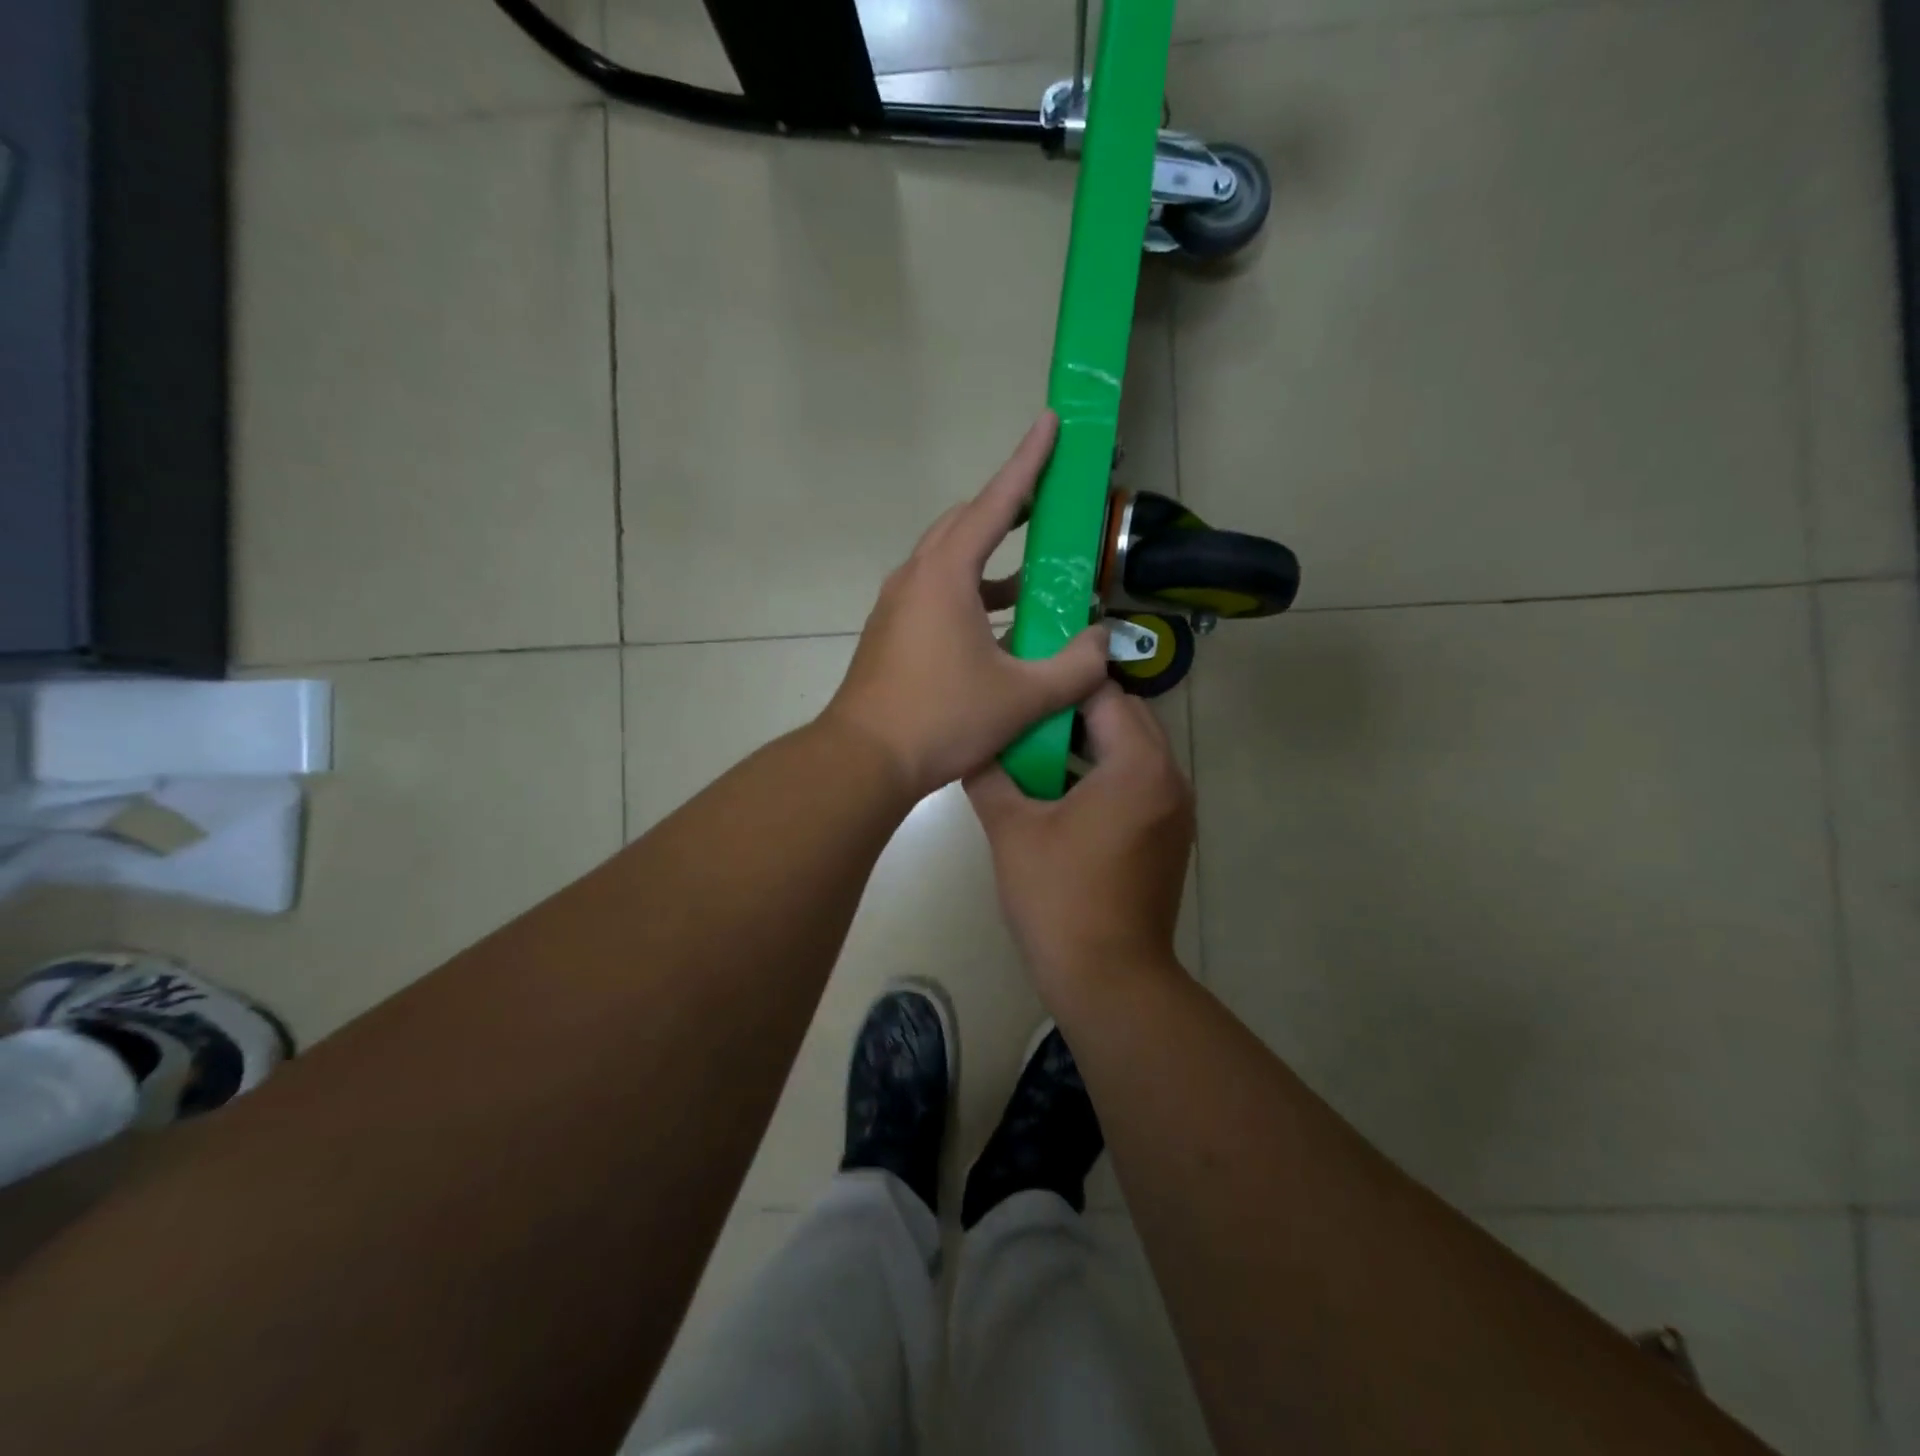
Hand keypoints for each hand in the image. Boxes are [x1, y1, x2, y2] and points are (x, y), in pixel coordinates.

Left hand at [824, 412, 1110, 796]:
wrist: (864, 759)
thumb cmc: (941, 719)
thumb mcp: (1022, 697)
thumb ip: (1074, 667)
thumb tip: (1104, 642)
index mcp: (946, 575)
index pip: (996, 503)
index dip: (1028, 462)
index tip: (1051, 422)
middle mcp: (916, 577)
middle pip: (966, 523)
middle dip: (1008, 506)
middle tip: (1048, 503)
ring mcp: (897, 605)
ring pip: (949, 559)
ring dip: (991, 557)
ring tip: (1035, 571)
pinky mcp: (892, 632)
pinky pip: (937, 592)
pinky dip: (972, 592)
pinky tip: (1000, 624)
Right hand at [965, 683, 1194, 1006]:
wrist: (1109, 979)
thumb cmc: (1059, 898)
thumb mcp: (1012, 830)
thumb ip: (989, 776)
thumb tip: (971, 746)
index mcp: (1138, 765)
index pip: (1104, 694)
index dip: (1061, 683)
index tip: (1023, 681)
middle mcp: (1170, 778)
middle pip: (1127, 717)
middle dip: (1078, 710)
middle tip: (1028, 718)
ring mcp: (1176, 810)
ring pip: (1136, 750)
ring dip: (1093, 743)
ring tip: (1039, 751)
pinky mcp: (1170, 836)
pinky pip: (1141, 782)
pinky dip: (1108, 774)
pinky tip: (1064, 793)